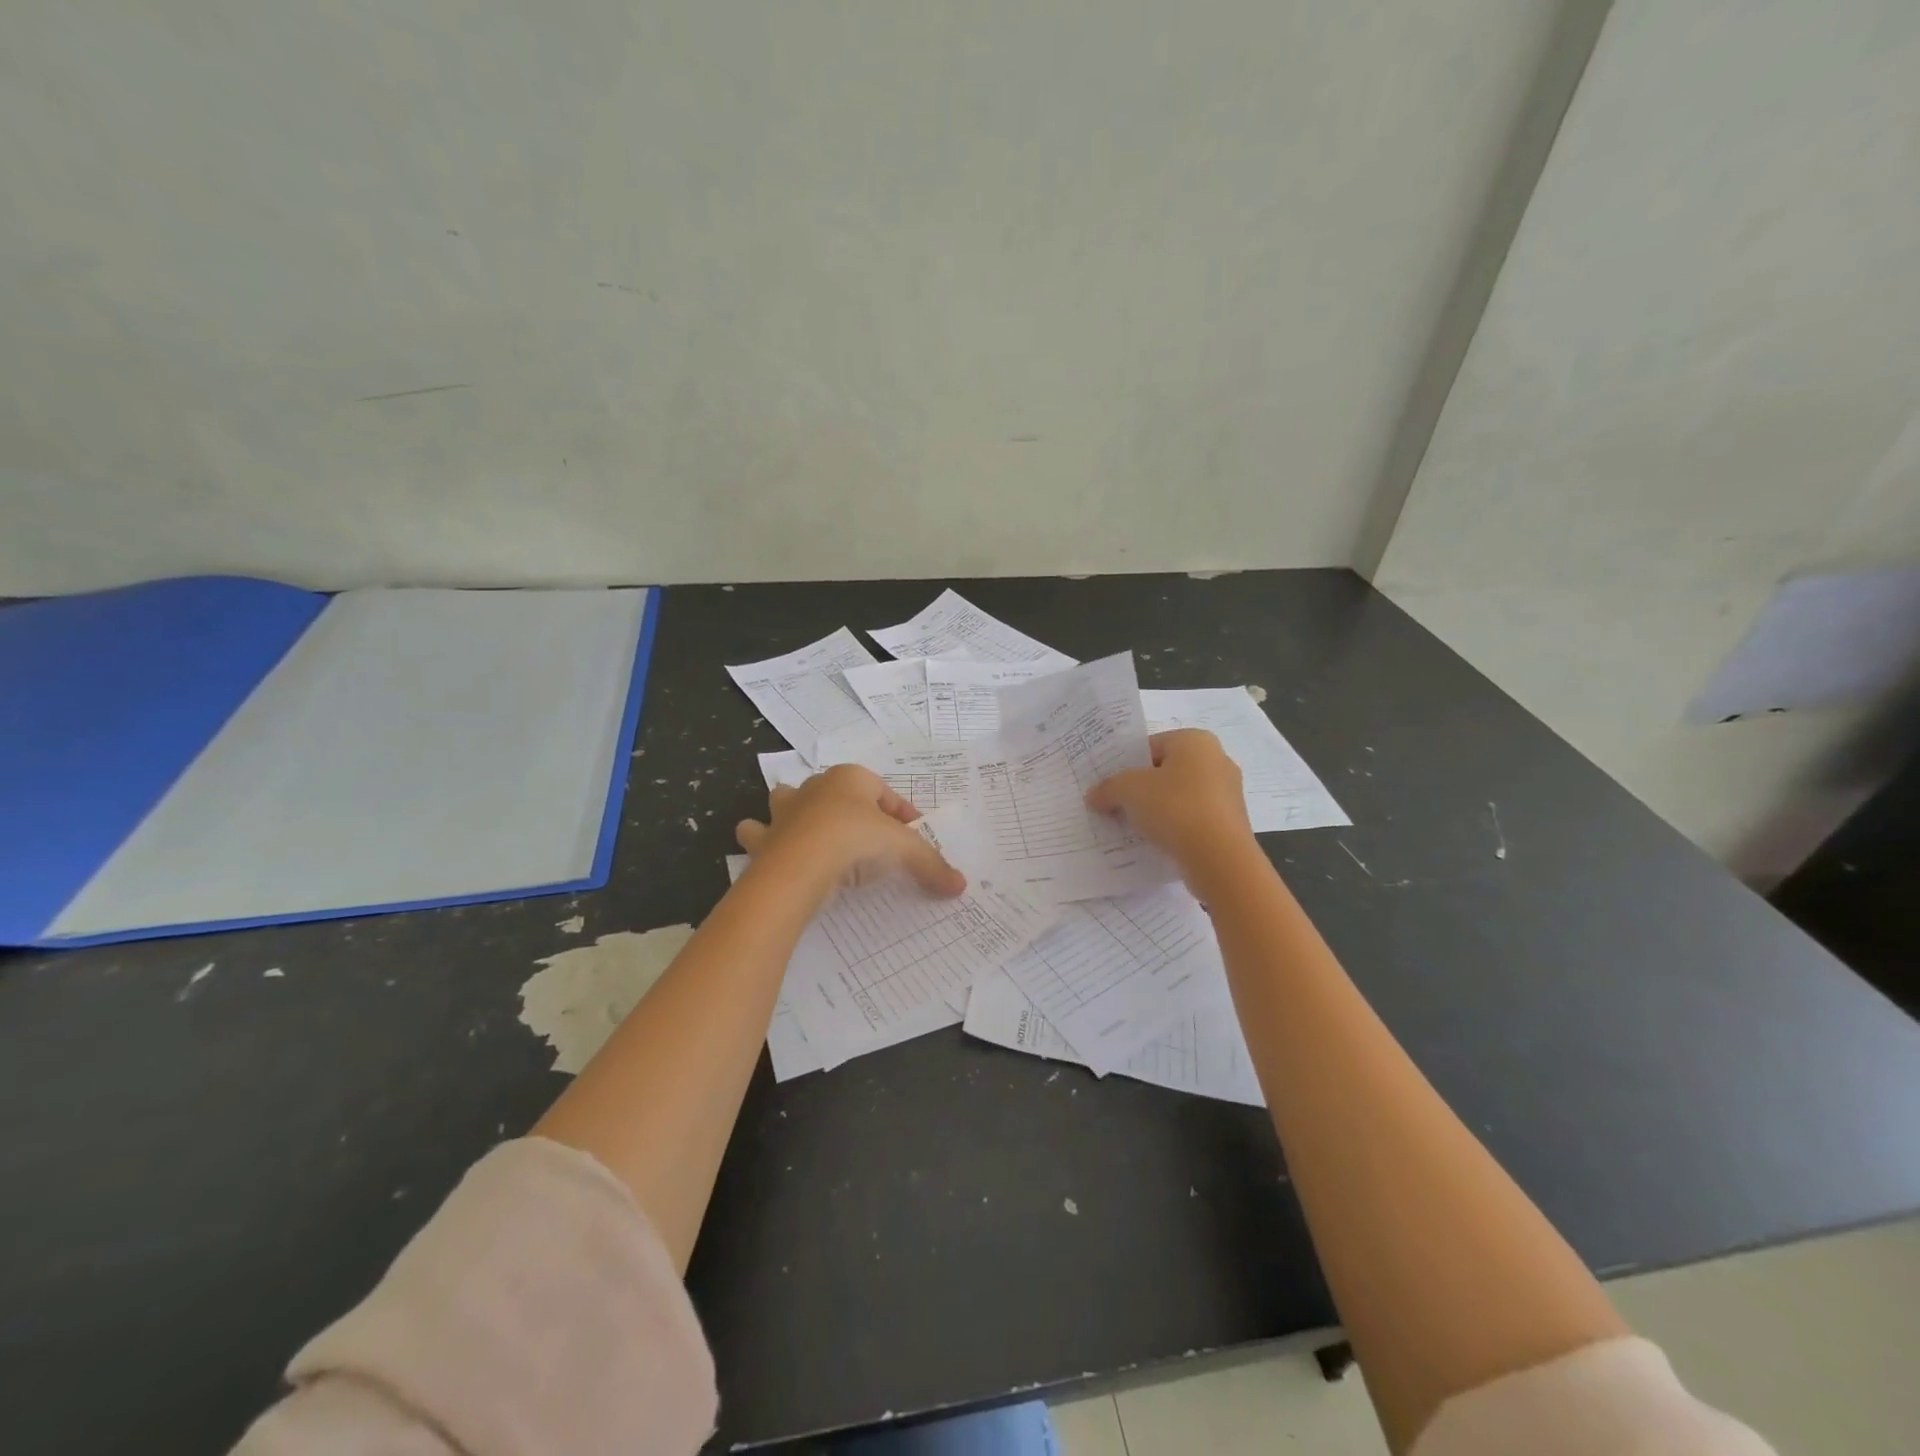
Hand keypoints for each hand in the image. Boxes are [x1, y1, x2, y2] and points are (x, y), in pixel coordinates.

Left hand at [736, 764, 966, 898]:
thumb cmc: (856, 840)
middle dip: (851, 810)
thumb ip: (931, 864)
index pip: (885, 793)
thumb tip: (961, 885)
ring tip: (812, 836)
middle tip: (869, 841)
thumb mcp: (904, 849)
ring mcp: (784, 812)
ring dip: (796, 814)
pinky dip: (764, 841)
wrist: (800, 866)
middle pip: (837, 793)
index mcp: (851, 778)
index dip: (903, 815)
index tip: (914, 840)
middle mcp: (814, 787)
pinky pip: (760, 834)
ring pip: (787, 802)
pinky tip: (776, 855)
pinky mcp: (765, 839)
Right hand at [1085, 729, 1253, 872]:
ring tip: (1131, 827)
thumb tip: (1093, 796)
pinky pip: (1192, 819)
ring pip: (1179, 797)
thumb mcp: (1129, 791)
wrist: (1220, 860)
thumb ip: (1108, 788)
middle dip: (1140, 789)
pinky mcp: (1230, 824)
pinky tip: (1155, 842)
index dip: (1125, 765)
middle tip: (1115, 805)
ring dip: (1156, 810)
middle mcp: (1216, 760)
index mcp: (1195, 741)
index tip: (1109, 786)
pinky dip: (1174, 827)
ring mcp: (1227, 793)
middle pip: (1165, 771)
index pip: (1150, 746)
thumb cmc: (1175, 808)